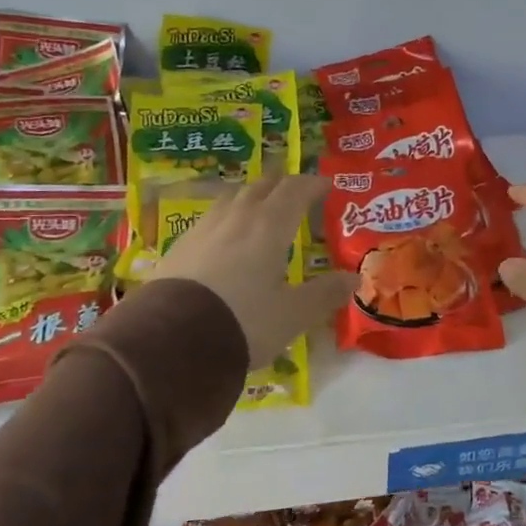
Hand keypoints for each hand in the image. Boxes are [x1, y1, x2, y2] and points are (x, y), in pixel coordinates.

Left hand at [148, 172, 356, 368]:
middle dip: (281, 183)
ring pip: (231, 198)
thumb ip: (325, 293)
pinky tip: (222, 235)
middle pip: (261, 187)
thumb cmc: (243, 322)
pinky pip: (209, 219)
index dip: (312, 184)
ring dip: (250, 195)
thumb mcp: (293, 314)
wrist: (171, 341)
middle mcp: (237, 218)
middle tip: (295, 188)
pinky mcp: (179, 247)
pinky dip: (225, 217)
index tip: (326, 185)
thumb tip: (354, 278)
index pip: (295, 191)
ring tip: (258, 205)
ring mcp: (203, 229)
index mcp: (270, 226)